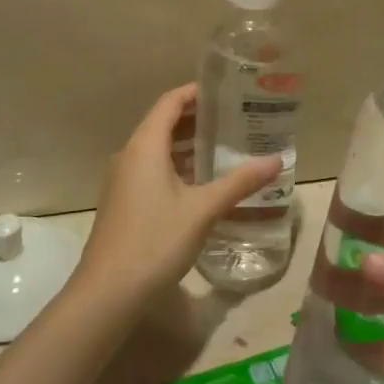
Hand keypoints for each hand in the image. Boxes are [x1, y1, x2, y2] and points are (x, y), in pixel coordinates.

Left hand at [71, 84, 281, 308]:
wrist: (107, 292)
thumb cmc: (155, 241)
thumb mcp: (203, 210)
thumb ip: (239, 182)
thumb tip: (276, 160)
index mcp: (145, 146)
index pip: (170, 102)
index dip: (195, 92)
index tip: (225, 91)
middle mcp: (129, 155)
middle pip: (162, 123)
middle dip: (195, 118)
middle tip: (233, 118)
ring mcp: (122, 180)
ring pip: (156, 149)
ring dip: (185, 144)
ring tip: (222, 147)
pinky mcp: (122, 202)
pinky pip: (150, 169)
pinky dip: (175, 165)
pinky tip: (199, 183)